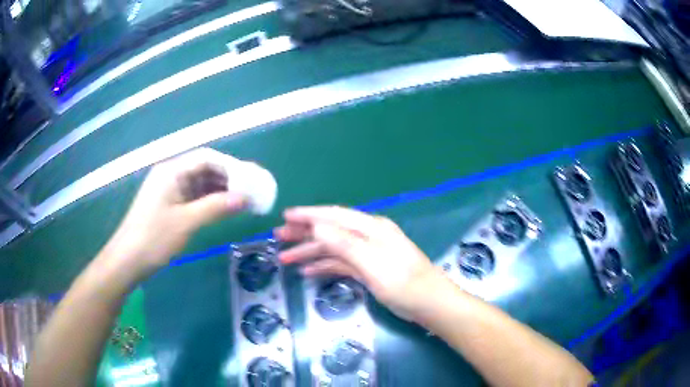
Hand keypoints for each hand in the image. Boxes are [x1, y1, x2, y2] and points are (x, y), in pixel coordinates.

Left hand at [103, 148, 247, 279]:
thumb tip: (245, 198)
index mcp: (172, 171)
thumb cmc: (154, 238)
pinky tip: (224, 209)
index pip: (207, 158)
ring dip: (221, 191)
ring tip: (243, 201)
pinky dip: (210, 202)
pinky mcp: (169, 205)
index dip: (231, 166)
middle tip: (251, 190)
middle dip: (228, 178)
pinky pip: (194, 197)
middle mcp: (171, 175)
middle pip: (204, 169)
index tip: (251, 178)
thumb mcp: (186, 222)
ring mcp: (169, 190)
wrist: (128, 260)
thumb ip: (216, 207)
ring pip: (200, 184)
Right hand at [275, 206, 440, 320]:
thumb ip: (344, 243)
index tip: (285, 216)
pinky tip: (308, 271)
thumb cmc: (403, 283)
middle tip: (278, 237)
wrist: (429, 303)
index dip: (308, 215)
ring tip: (286, 258)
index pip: (334, 215)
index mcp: (371, 228)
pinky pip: (341, 263)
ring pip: (333, 248)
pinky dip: (324, 265)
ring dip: (310, 251)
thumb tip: (317, 226)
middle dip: (304, 233)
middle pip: (330, 230)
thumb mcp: (373, 263)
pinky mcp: (369, 268)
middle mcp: (368, 235)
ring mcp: (368, 252)